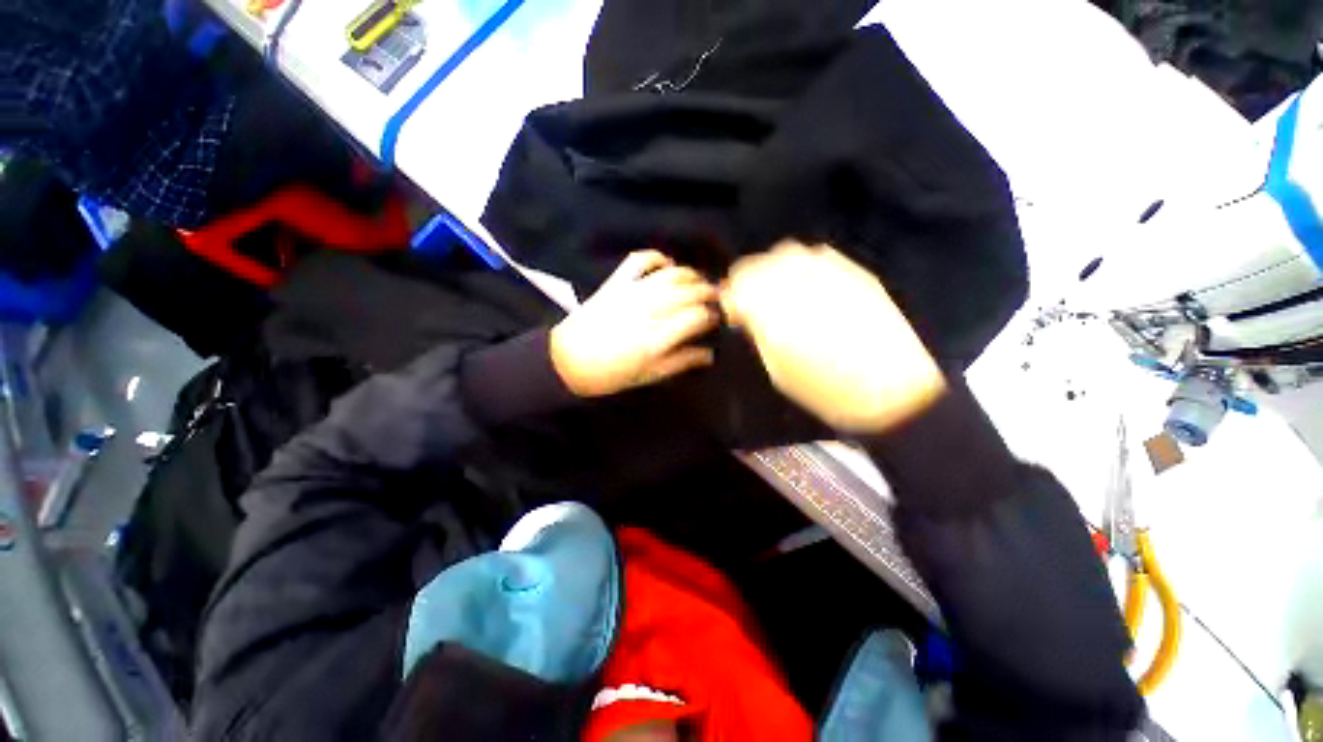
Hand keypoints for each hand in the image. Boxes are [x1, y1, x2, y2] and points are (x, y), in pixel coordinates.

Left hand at [551, 251, 719, 396]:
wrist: (568, 360)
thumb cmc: (610, 374)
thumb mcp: (649, 375)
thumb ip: (680, 362)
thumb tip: (708, 355)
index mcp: (657, 338)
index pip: (696, 317)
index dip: (711, 316)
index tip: (714, 320)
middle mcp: (648, 311)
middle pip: (688, 292)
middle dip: (707, 292)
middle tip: (715, 297)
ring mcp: (631, 293)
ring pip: (671, 274)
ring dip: (690, 274)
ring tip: (699, 282)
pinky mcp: (616, 284)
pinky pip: (640, 260)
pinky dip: (657, 257)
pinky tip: (667, 264)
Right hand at [721, 242, 946, 433]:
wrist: (892, 389)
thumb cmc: (825, 390)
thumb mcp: (777, 369)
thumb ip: (760, 334)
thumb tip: (750, 316)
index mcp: (772, 310)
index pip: (736, 287)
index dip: (730, 301)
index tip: (733, 315)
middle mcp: (796, 282)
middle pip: (756, 264)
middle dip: (747, 281)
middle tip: (751, 303)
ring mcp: (828, 272)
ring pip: (785, 252)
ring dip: (773, 269)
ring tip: (778, 292)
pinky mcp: (854, 272)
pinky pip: (817, 255)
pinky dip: (803, 266)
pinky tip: (809, 287)